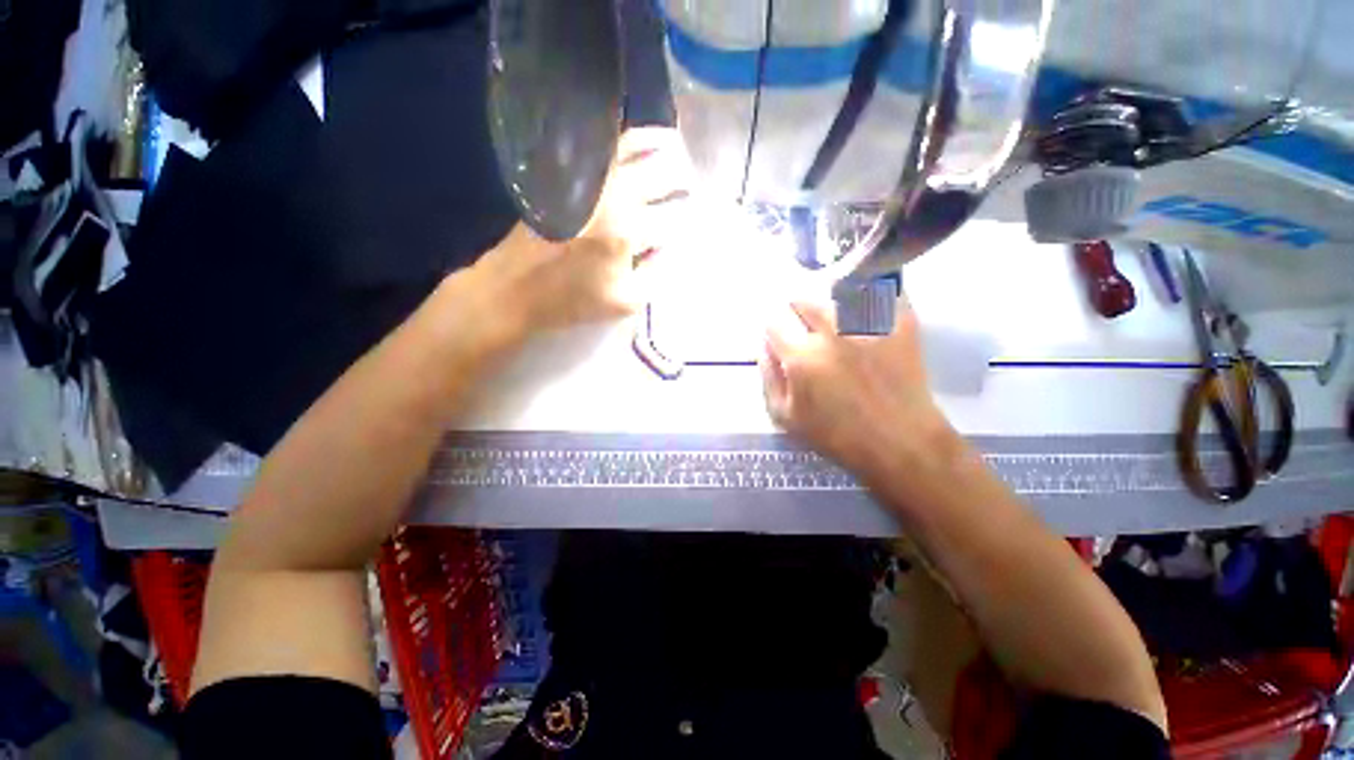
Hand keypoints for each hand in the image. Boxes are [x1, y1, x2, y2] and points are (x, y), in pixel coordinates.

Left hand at [472, 127, 690, 340]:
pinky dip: (632, 140)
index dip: (691, 221)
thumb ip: (658, 274)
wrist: (516, 287)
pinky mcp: (571, 174)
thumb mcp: (626, 301)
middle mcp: (612, 194)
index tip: (699, 223)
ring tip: (681, 154)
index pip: (674, 219)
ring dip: (666, 148)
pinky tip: (646, 143)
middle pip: (662, 173)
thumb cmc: (573, 300)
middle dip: (685, 180)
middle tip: (694, 189)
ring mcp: (589, 178)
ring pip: (638, 147)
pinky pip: (607, 147)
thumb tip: (673, 247)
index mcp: (627, 230)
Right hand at [761, 300, 953, 476]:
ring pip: (836, 291)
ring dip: (825, 301)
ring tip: (832, 318)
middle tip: (802, 327)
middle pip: (803, 300)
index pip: (774, 322)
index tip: (777, 337)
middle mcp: (832, 333)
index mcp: (802, 357)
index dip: (772, 329)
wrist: (900, 442)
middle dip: (794, 312)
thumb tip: (763, 346)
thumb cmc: (837, 435)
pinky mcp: (900, 323)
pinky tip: (865, 305)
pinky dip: (868, 294)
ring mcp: (868, 325)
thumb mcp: (786, 416)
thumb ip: (768, 377)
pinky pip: (879, 293)